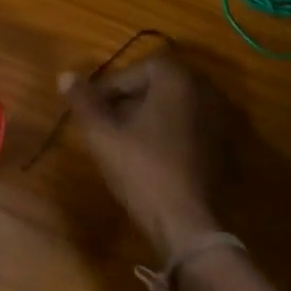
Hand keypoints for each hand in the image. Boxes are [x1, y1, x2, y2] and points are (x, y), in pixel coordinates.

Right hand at [60, 52, 226, 263]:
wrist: (186, 222)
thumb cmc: (142, 170)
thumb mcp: (103, 135)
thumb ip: (84, 102)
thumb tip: (65, 75)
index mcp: (178, 81)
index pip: (141, 67)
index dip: (114, 85)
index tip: (95, 107)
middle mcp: (206, 92)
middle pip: (161, 85)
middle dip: (131, 99)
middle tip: (107, 122)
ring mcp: (221, 120)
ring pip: (176, 107)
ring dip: (150, 116)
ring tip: (125, 141)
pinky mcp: (225, 147)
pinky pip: (191, 128)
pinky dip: (170, 133)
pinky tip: (152, 158)